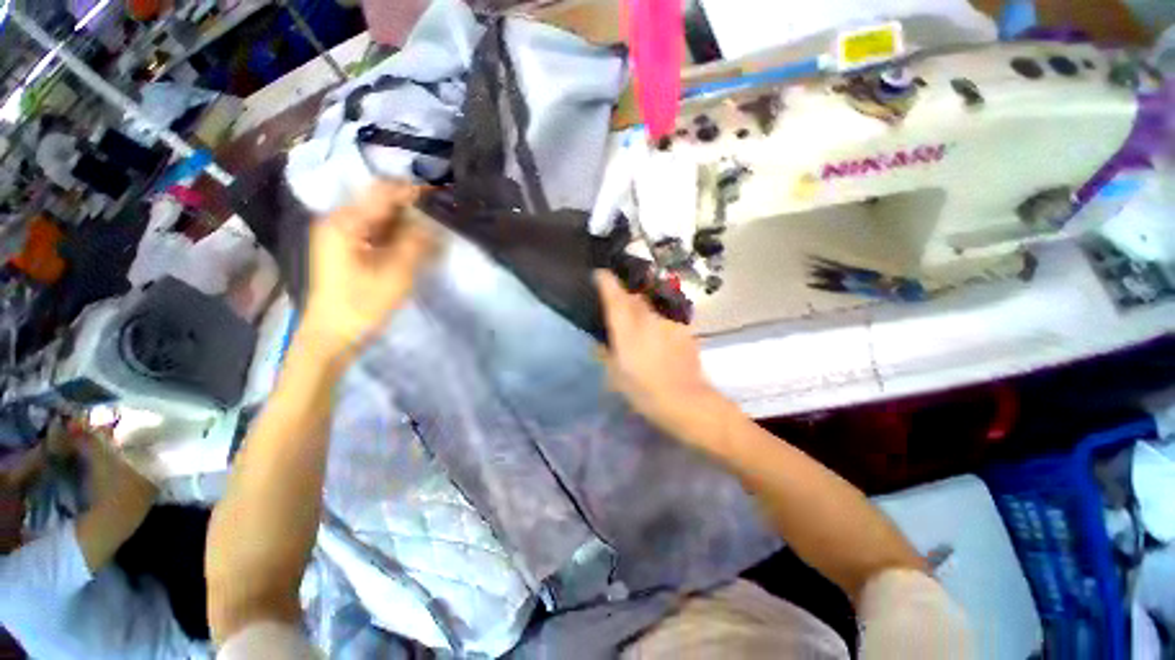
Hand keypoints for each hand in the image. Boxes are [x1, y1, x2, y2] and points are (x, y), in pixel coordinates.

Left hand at [304, 182, 436, 358]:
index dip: (413, 191)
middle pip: (380, 202)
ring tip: (434, 226)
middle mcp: (338, 221)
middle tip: (441, 212)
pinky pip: (376, 232)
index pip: (383, 194)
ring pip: (380, 217)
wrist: (332, 336)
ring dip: (406, 220)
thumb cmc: (362, 305)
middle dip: (411, 206)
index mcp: (345, 223)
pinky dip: (397, 233)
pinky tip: (416, 240)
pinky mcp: (347, 249)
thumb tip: (434, 223)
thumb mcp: (395, 274)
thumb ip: (416, 243)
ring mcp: (341, 235)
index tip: (442, 193)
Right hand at [595, 271, 731, 442]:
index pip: (614, 296)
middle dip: (626, 293)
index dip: (606, 281)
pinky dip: (660, 321)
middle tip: (620, 302)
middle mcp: (648, 318)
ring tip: (643, 324)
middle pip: (635, 295)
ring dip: (644, 308)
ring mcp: (669, 321)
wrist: (686, 399)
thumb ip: (607, 354)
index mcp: (627, 329)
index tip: (600, 274)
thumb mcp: (616, 376)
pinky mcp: (685, 328)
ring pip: (652, 305)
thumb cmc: (644, 391)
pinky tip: (661, 337)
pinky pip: (667, 317)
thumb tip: (602, 342)